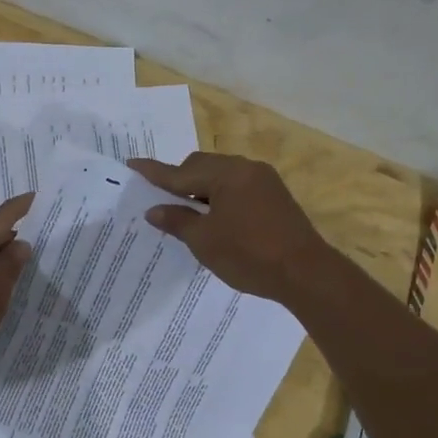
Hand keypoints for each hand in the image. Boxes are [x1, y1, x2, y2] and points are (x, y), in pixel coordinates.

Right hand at [128, 153, 331, 303]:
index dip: (154, 172)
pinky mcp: (275, 196)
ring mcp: (264, 181)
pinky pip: (237, 187)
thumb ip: (177, 221)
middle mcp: (246, 168)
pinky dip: (220, 197)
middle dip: (180, 181)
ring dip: (202, 190)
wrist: (306, 273)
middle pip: (202, 167)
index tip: (132, 163)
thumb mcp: (205, 241)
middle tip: (162, 201)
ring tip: (188, 213)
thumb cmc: (249, 255)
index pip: (181, 172)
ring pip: (221, 176)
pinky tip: (215, 218)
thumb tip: (154, 210)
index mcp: (226, 174)